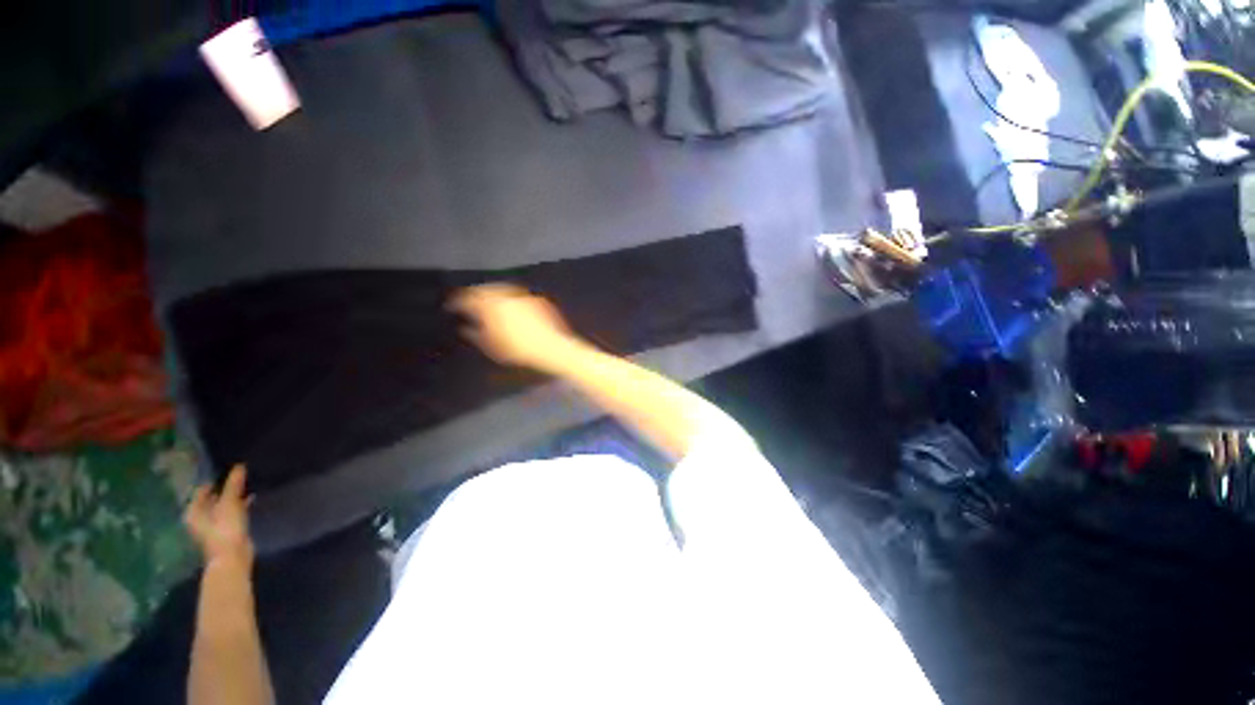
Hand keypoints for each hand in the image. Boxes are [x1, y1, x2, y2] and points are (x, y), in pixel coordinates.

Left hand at [185, 464, 254, 568]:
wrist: (232, 556)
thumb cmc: (225, 528)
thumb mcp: (230, 503)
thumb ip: (234, 484)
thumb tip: (239, 466)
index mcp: (194, 511)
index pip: (202, 490)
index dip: (215, 480)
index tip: (229, 470)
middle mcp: (199, 517)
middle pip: (211, 498)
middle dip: (224, 488)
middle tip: (239, 476)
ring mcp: (212, 525)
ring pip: (222, 505)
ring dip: (232, 497)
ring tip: (246, 486)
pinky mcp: (225, 530)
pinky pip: (231, 512)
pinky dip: (239, 506)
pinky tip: (250, 500)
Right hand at [449, 283, 583, 370]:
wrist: (552, 347)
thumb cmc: (519, 349)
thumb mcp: (492, 346)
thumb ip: (475, 335)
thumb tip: (464, 328)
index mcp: (491, 305)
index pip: (468, 298)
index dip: (457, 302)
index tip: (451, 306)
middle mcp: (506, 295)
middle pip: (485, 289)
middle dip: (475, 294)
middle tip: (468, 301)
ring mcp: (523, 295)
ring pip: (503, 289)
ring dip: (492, 294)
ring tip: (488, 303)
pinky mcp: (537, 299)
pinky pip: (518, 295)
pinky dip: (510, 298)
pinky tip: (510, 306)